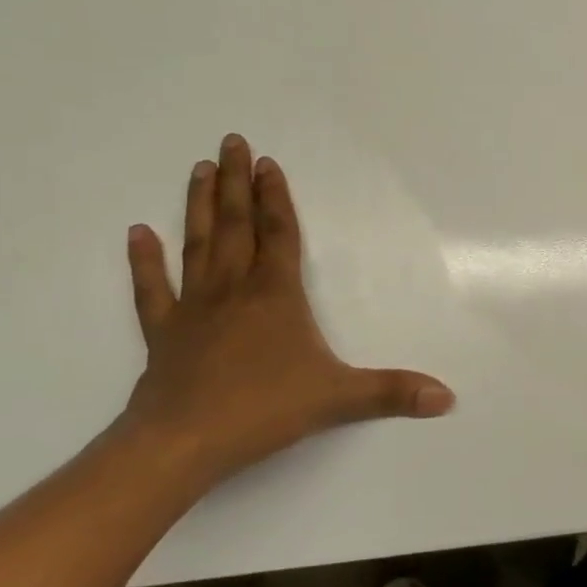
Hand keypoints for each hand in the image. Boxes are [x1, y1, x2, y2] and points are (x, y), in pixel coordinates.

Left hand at [120, 134, 453, 488]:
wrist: (183, 443)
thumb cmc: (264, 410)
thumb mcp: (339, 399)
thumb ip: (393, 393)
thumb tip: (448, 397)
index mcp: (276, 296)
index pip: (279, 234)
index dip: (276, 197)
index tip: (266, 162)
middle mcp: (234, 290)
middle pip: (236, 226)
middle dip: (235, 183)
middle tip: (229, 143)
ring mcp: (194, 309)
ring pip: (198, 246)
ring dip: (198, 206)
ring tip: (197, 170)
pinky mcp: (163, 333)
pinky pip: (152, 290)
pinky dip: (145, 261)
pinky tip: (138, 234)